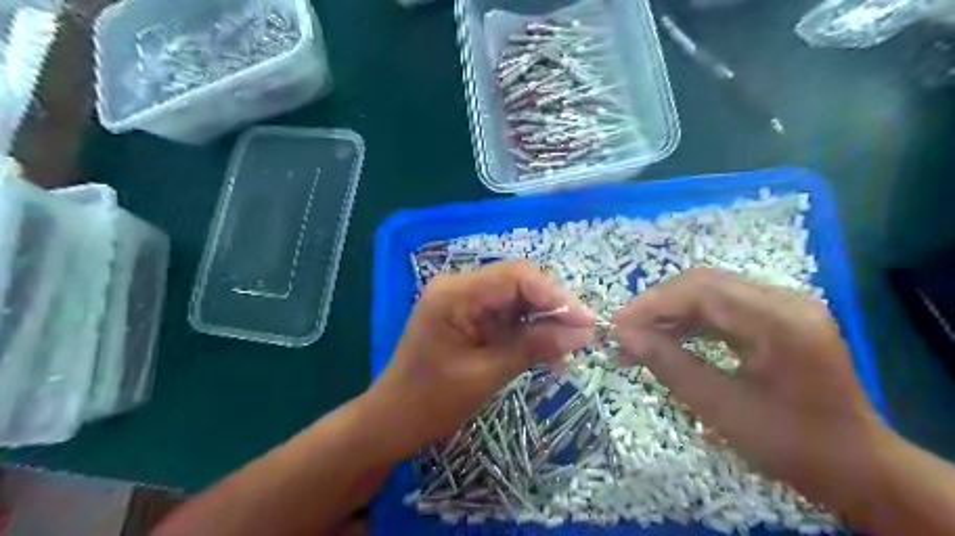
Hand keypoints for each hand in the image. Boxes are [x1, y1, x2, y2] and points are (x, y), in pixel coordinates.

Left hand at [366, 260, 593, 456]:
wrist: (393, 420)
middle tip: (582, 337)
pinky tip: (547, 355)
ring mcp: (464, 300)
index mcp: (455, 293)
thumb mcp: (486, 374)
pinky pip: (507, 316)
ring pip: (517, 300)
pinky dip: (528, 333)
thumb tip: (583, 333)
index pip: (515, 276)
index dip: (555, 295)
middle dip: (553, 309)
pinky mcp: (470, 316)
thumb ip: (534, 347)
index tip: (585, 322)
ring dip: (544, 323)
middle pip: (518, 284)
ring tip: (567, 353)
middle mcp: (459, 286)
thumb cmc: (431, 401)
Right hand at [612, 267, 880, 514]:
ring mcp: (784, 307)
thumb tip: (624, 335)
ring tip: (639, 336)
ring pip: (711, 293)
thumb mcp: (722, 408)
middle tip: (624, 330)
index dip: (653, 303)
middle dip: (658, 305)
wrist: (857, 468)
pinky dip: (690, 321)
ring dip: (671, 312)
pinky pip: (724, 309)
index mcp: (780, 320)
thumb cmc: (792, 445)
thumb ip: (669, 364)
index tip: (617, 324)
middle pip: (705, 284)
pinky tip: (668, 338)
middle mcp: (785, 301)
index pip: (702, 291)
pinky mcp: (778, 318)